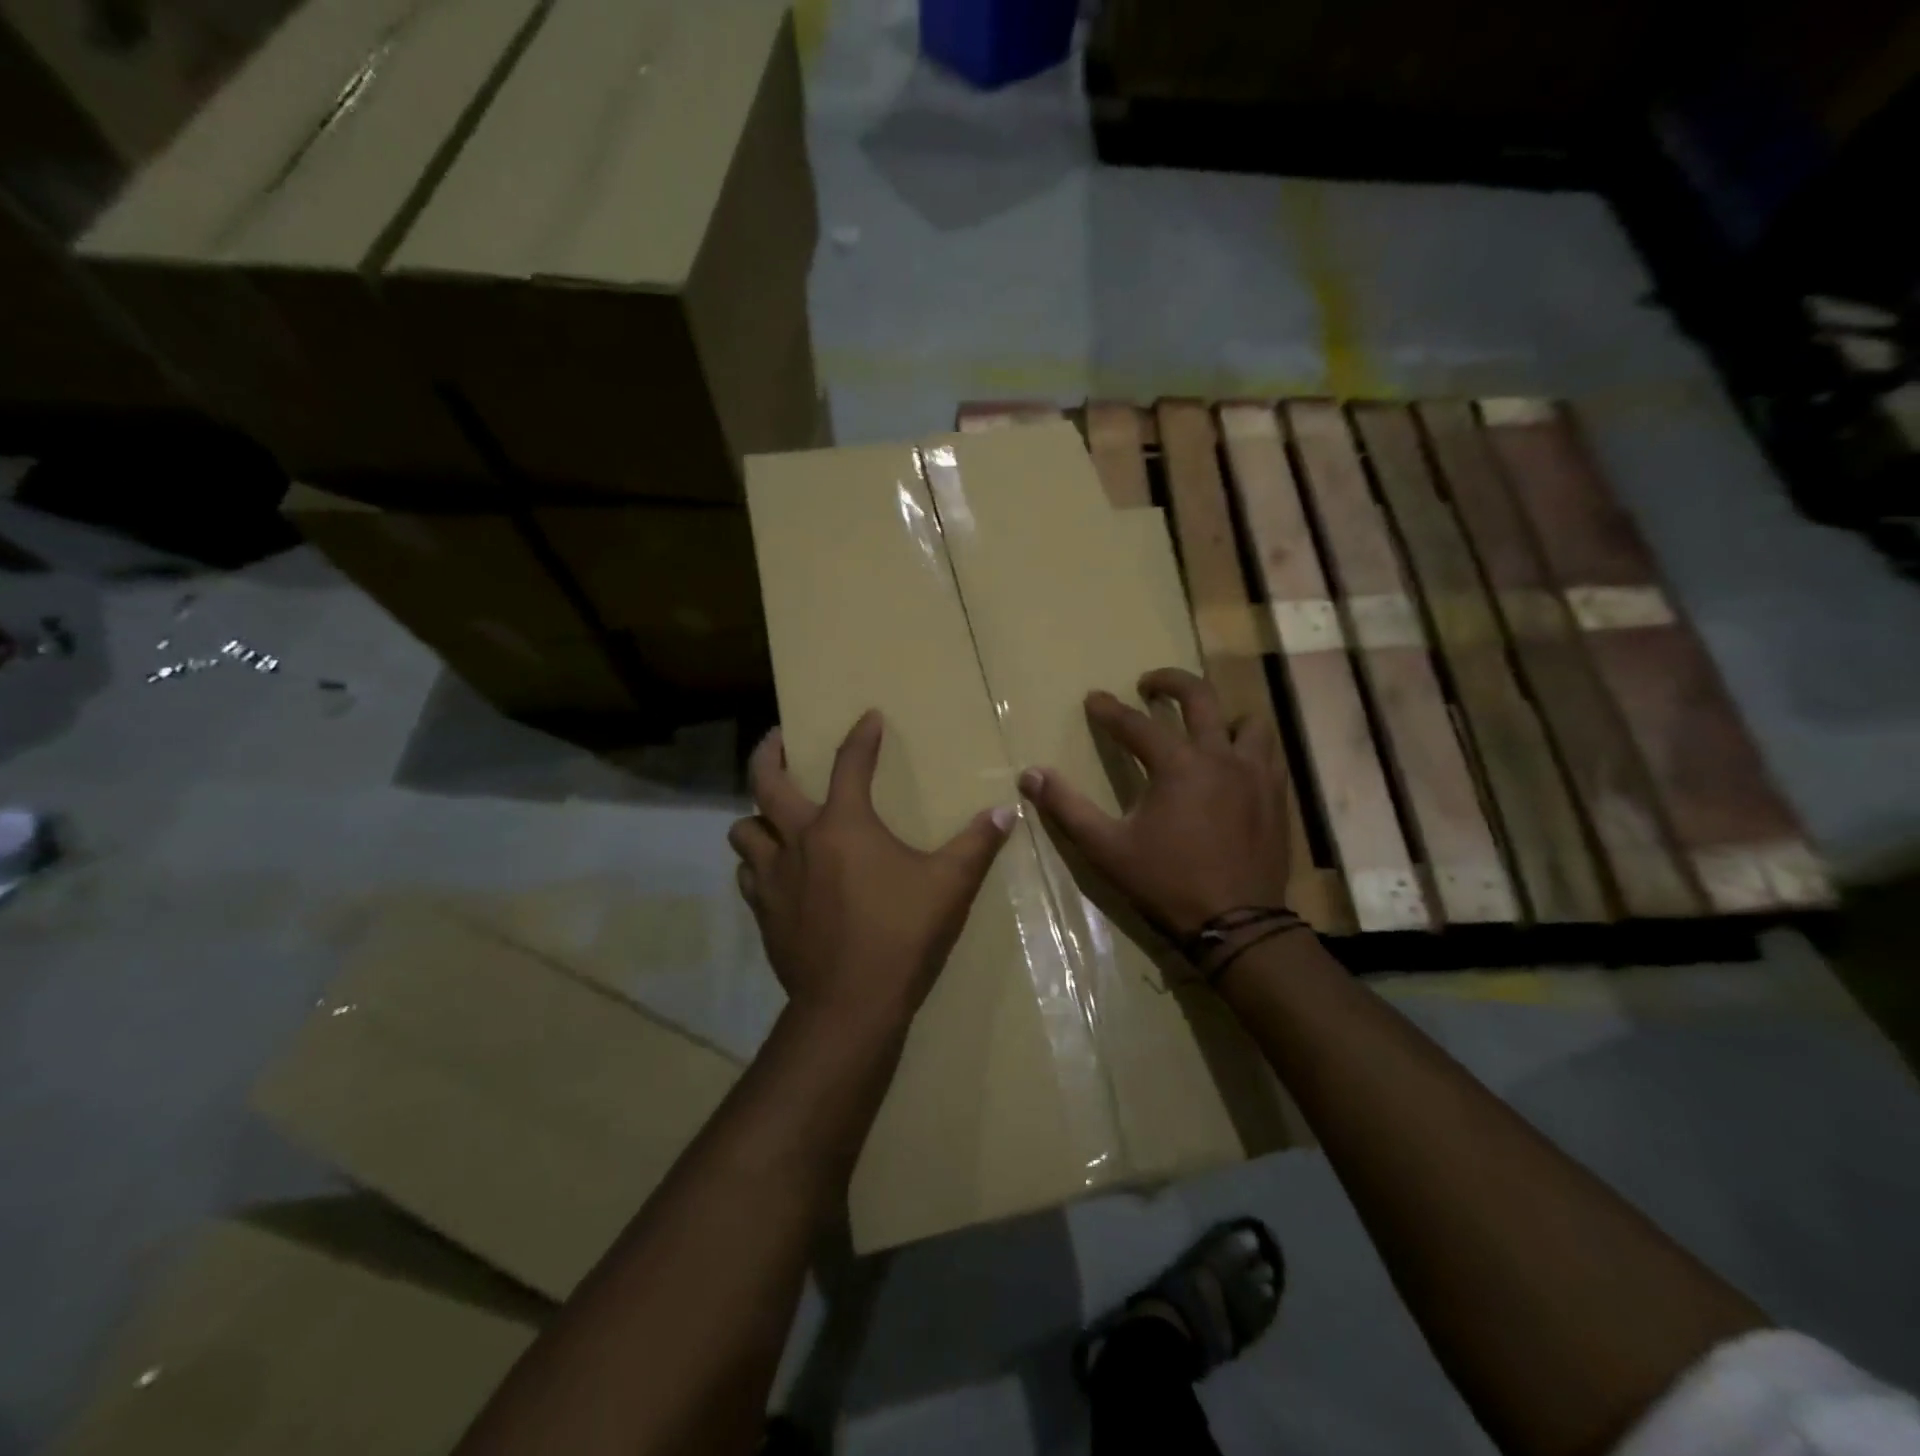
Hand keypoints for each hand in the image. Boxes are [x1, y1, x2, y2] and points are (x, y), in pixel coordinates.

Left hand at [729, 711, 1014, 1029]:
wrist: (850, 1005)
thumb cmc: (902, 935)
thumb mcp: (949, 886)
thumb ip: (977, 845)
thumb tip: (1006, 812)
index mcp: (843, 825)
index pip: (850, 763)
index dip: (861, 736)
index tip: (868, 717)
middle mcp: (799, 841)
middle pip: (765, 783)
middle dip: (767, 753)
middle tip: (777, 740)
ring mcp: (774, 878)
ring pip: (744, 831)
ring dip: (756, 817)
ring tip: (773, 817)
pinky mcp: (764, 913)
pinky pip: (748, 875)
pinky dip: (758, 864)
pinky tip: (777, 872)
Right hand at [1019, 668, 1292, 938]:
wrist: (1237, 924)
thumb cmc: (1166, 883)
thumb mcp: (1106, 848)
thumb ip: (1067, 808)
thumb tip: (1031, 775)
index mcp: (1178, 765)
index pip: (1136, 724)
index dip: (1110, 710)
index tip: (1094, 699)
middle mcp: (1220, 756)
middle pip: (1200, 697)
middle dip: (1170, 682)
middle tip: (1149, 685)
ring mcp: (1255, 774)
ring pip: (1247, 721)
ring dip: (1221, 715)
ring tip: (1202, 726)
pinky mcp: (1276, 796)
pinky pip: (1268, 753)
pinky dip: (1248, 747)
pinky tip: (1233, 765)